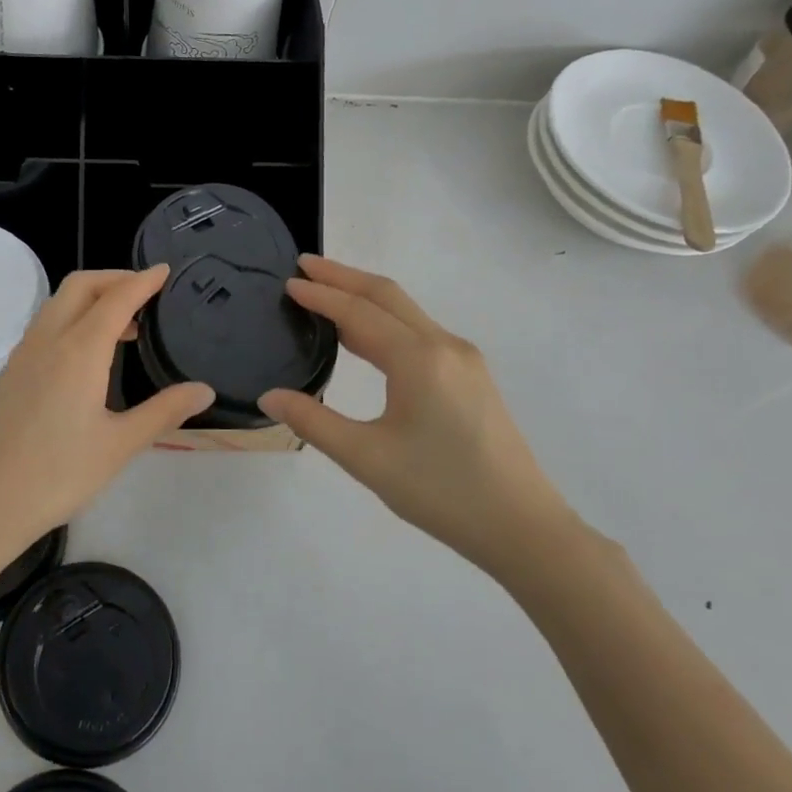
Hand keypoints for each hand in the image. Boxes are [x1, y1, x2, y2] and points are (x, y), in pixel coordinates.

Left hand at [0, 267, 214, 566]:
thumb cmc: (57, 475)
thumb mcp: (119, 445)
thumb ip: (164, 412)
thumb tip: (204, 390)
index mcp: (79, 351)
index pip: (116, 299)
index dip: (143, 281)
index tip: (165, 271)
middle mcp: (47, 341)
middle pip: (80, 287)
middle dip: (114, 279)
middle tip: (146, 294)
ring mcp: (22, 355)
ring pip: (58, 305)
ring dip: (91, 300)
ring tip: (123, 327)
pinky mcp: (9, 373)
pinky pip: (44, 327)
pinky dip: (71, 319)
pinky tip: (86, 356)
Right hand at [259, 256, 577, 576]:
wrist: (522, 526)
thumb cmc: (441, 491)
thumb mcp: (366, 459)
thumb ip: (313, 422)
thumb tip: (269, 397)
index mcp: (418, 359)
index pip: (359, 313)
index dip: (321, 295)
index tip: (288, 282)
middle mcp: (444, 346)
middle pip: (388, 296)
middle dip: (344, 276)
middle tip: (304, 265)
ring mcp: (464, 359)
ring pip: (407, 312)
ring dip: (366, 296)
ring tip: (327, 291)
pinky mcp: (472, 377)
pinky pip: (421, 331)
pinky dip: (386, 320)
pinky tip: (367, 336)